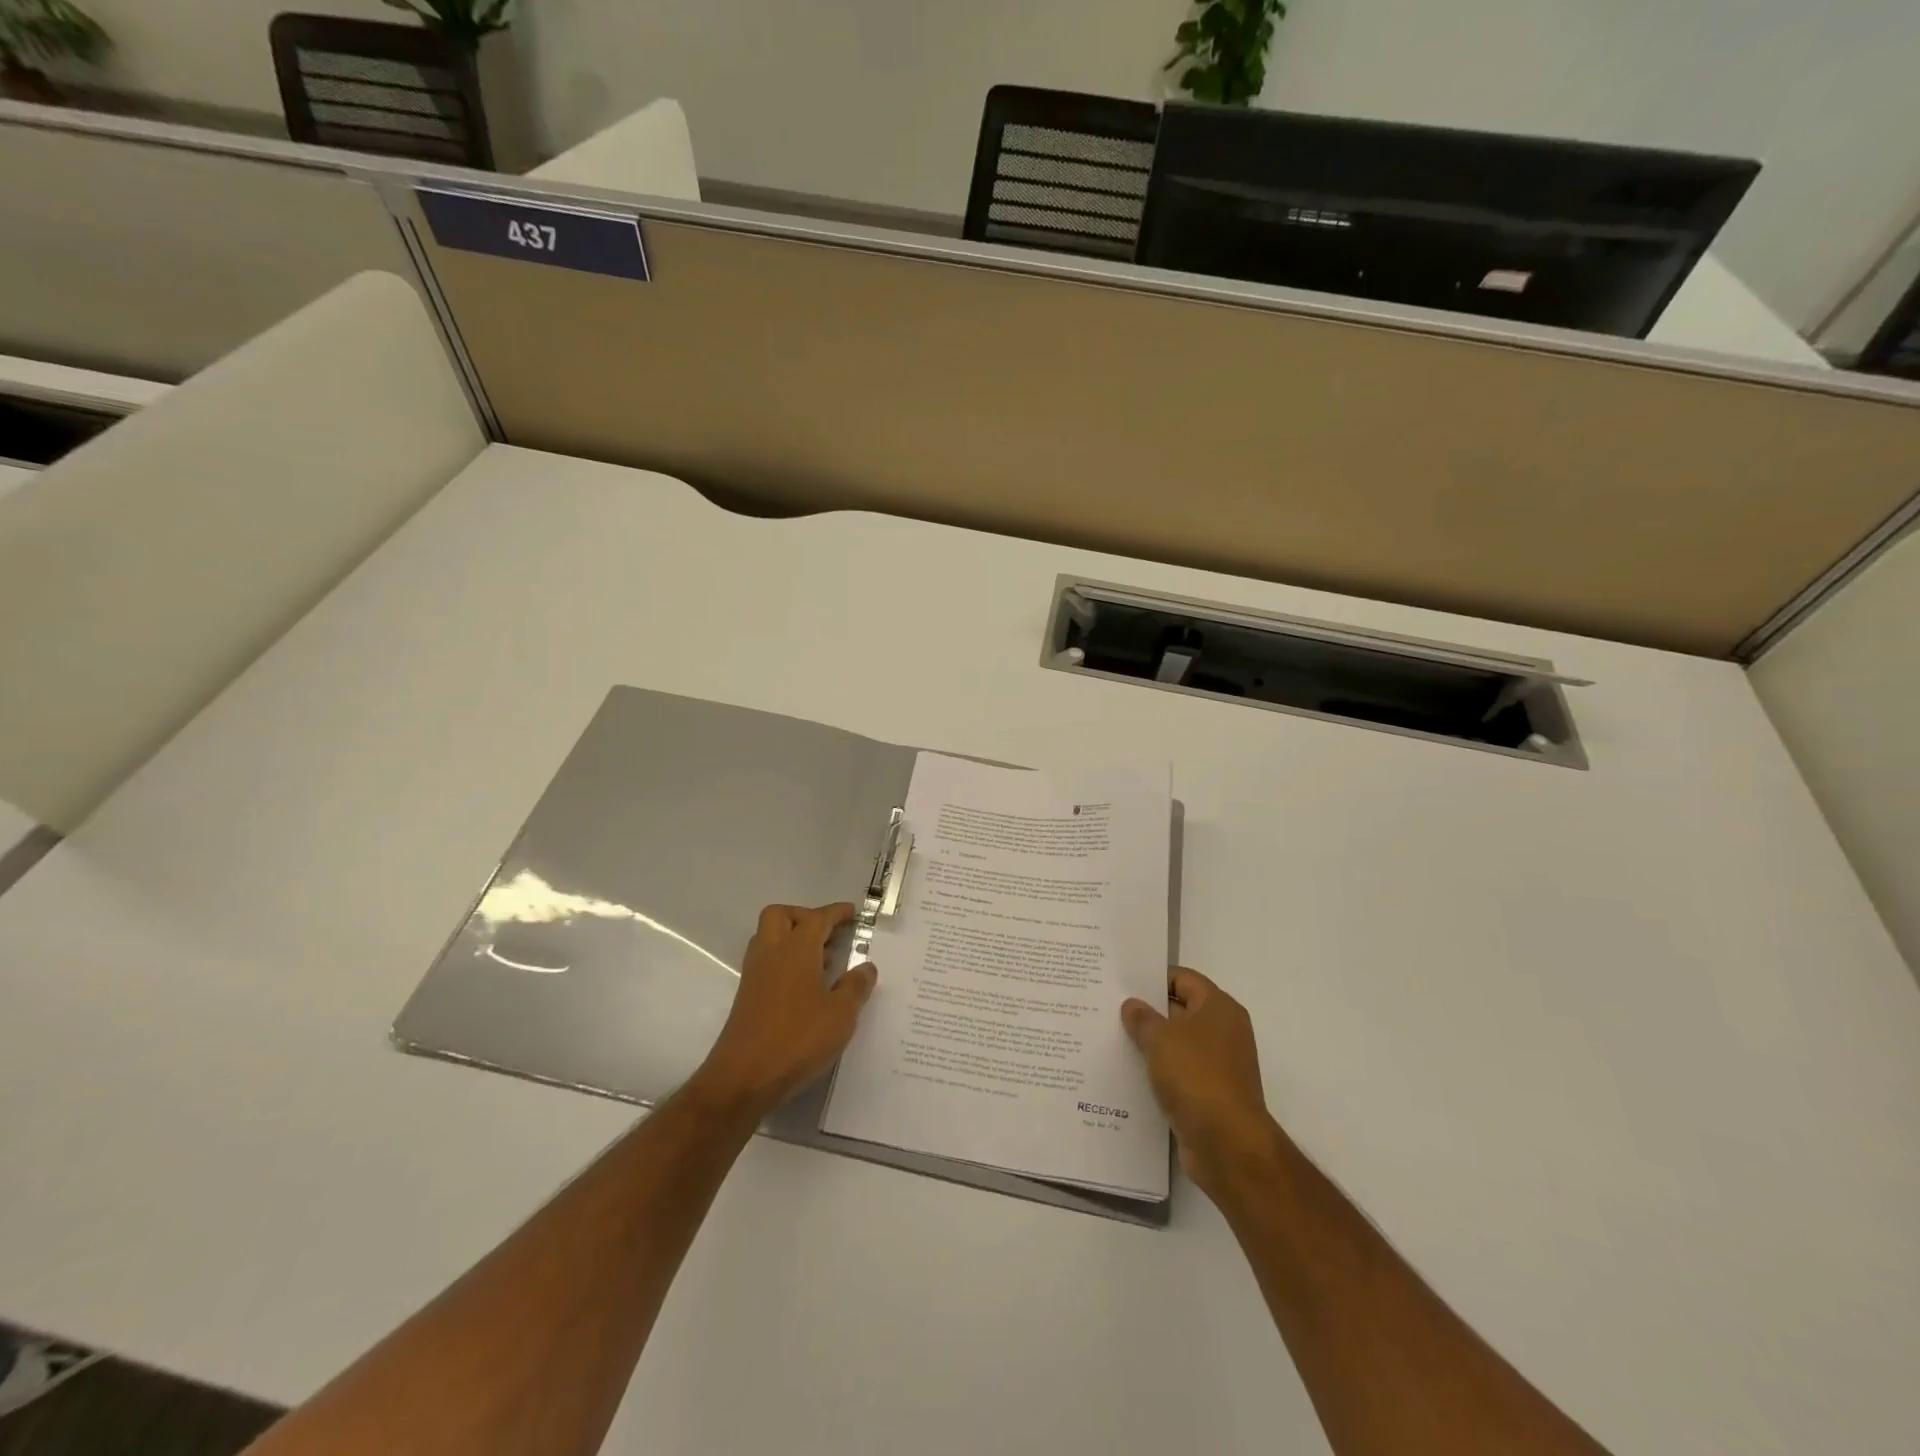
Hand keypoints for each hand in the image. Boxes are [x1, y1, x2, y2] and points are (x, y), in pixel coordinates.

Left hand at [689, 903, 877, 1119]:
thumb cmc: (797, 1039)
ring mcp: (755, 975)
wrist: (743, 1078)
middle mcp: (771, 953)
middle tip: (829, 933)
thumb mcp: (841, 1015)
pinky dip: (785, 962)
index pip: (817, 918)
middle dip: (805, 916)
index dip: (836, 912)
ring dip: (793, 938)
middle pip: (781, 915)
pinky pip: (766, 963)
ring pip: (769, 938)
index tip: (852, 912)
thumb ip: (856, 987)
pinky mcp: (747, 997)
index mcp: (796, 949)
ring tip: (823, 961)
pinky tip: (806, 987)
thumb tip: (866, 967)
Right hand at [1122, 968, 1278, 1201]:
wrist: (1228, 1146)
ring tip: (1111, 1039)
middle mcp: (1223, 1032)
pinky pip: (1178, 1074)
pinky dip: (1157, 1072)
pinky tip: (1127, 1073)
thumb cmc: (1197, 1077)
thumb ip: (1142, 1018)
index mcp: (1219, 1008)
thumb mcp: (1161, 1039)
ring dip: (1150, 1044)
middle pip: (1180, 1010)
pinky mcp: (1209, 1095)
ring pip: (1177, 1044)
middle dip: (1147, 1011)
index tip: (1121, 982)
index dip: (1152, 978)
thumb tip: (1132, 1005)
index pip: (1183, 979)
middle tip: (1109, 1009)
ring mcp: (1218, 1066)